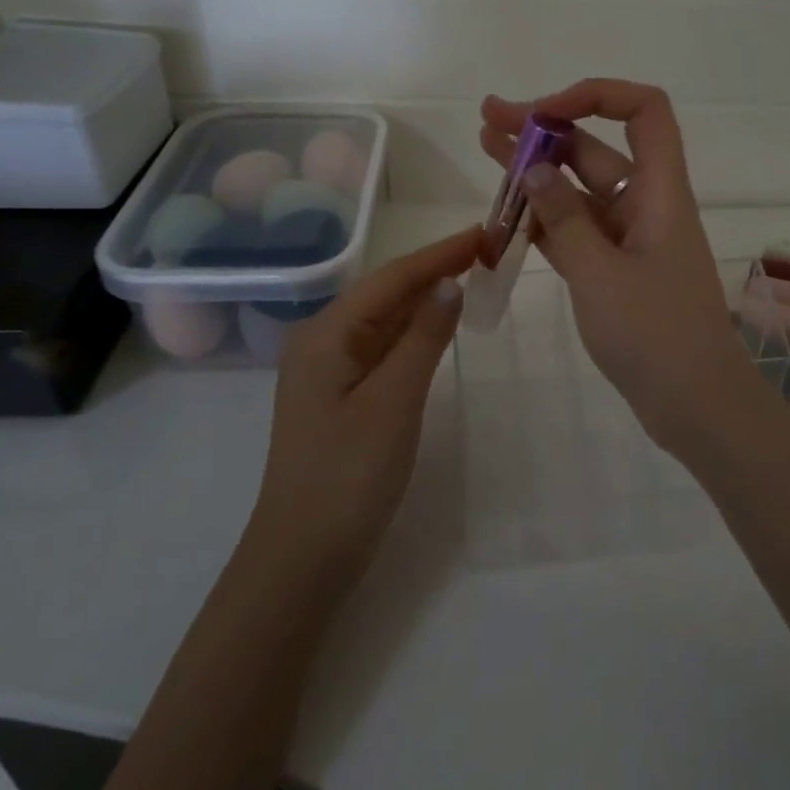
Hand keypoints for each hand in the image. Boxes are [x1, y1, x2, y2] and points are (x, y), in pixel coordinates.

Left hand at [250, 227, 478, 589]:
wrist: (303, 557)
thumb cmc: (348, 476)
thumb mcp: (394, 402)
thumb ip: (423, 338)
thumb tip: (448, 283)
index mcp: (326, 334)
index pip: (391, 278)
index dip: (439, 253)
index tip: (482, 232)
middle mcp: (321, 341)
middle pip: (385, 293)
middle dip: (434, 270)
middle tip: (486, 251)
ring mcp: (328, 369)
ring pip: (384, 319)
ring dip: (426, 298)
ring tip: (472, 275)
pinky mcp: (340, 394)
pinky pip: (381, 348)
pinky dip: (414, 332)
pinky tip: (438, 325)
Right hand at [480, 80, 769, 453]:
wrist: (696, 406)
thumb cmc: (655, 335)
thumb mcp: (599, 273)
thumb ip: (563, 218)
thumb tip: (535, 168)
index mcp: (659, 192)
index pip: (645, 112)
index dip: (596, 96)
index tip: (542, 113)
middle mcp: (646, 205)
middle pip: (598, 149)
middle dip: (545, 129)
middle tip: (488, 119)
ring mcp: (631, 240)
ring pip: (581, 192)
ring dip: (537, 173)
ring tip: (485, 149)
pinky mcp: (617, 272)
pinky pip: (577, 232)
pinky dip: (545, 221)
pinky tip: (505, 216)